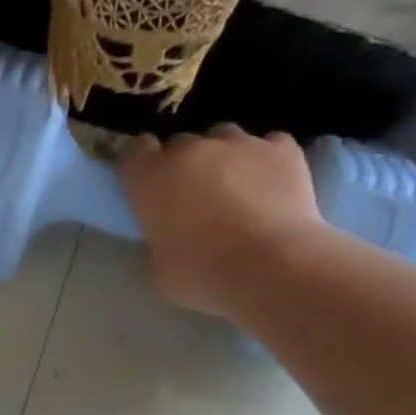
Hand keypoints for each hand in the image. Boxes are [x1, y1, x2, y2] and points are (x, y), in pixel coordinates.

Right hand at [119, 126, 326, 316]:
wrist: (271, 267)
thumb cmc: (201, 274)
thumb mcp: (157, 273)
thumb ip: (151, 245)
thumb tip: (158, 237)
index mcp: (151, 178)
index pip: (133, 152)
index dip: (139, 168)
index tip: (145, 188)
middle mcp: (191, 148)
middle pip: (179, 146)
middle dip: (181, 167)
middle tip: (190, 201)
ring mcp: (239, 142)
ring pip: (222, 139)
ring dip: (221, 160)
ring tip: (233, 192)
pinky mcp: (281, 147)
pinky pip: (267, 146)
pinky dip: (264, 163)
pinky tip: (269, 189)